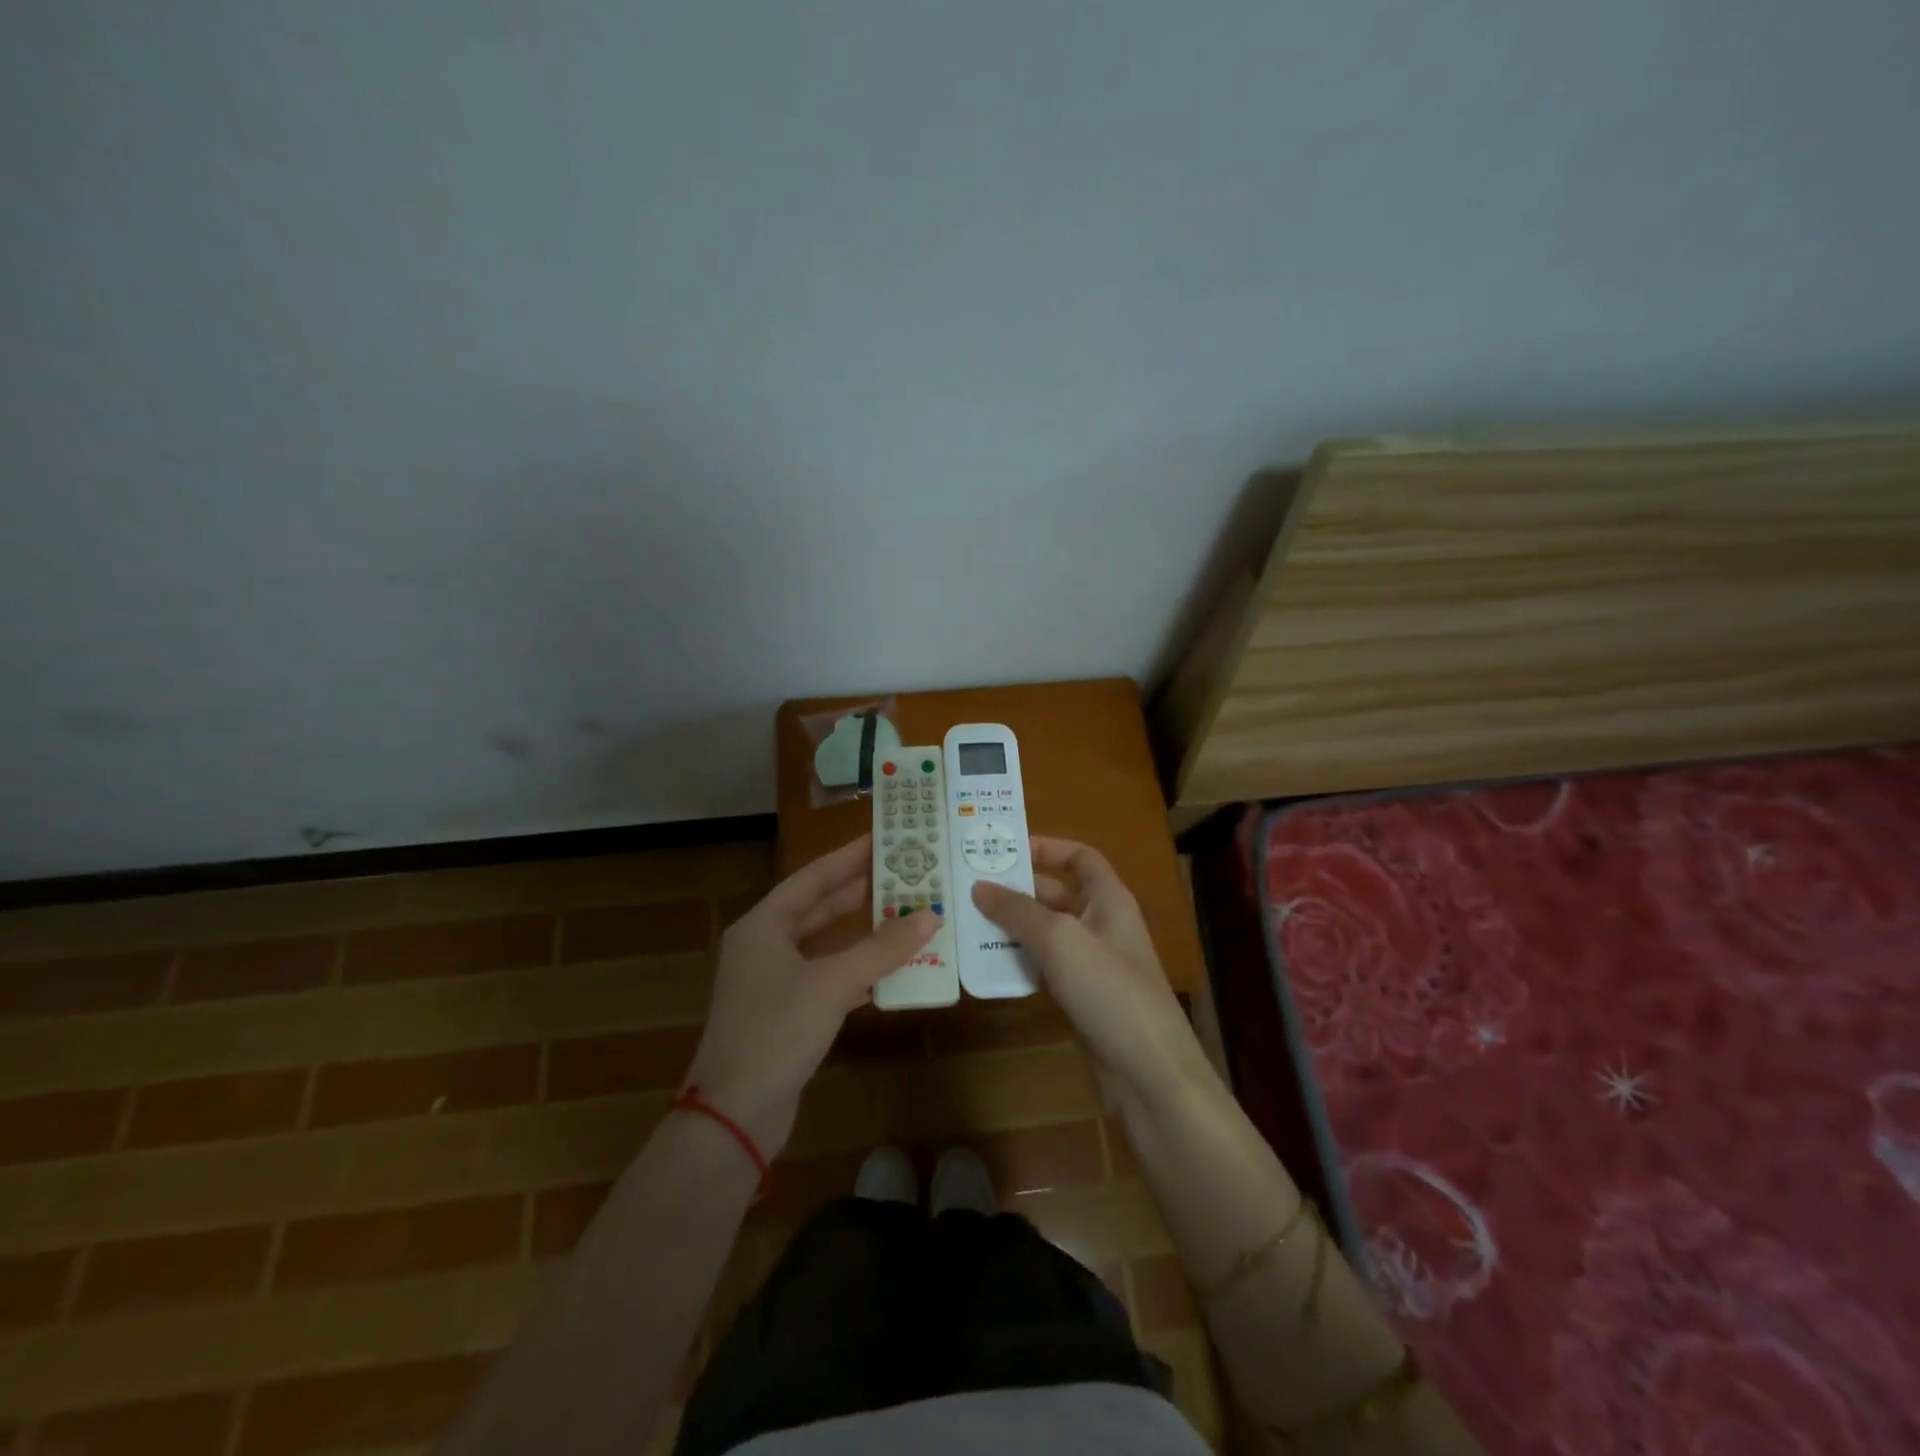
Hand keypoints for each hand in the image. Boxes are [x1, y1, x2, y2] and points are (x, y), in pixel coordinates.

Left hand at [685, 835, 936, 1153]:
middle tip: (904, 873)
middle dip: (860, 891)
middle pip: (819, 908)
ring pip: (826, 945)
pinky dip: (858, 970)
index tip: (883, 838)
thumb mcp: (833, 983)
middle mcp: (765, 946)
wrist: (734, 1115)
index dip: (848, 857)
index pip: (813, 878)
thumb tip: (931, 915)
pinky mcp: (788, 1014)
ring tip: (906, 912)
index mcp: (764, 925)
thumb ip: (882, 948)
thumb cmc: (776, 1031)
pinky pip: (829, 978)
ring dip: (863, 932)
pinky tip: (892, 967)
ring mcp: (775, 982)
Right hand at [973, 837, 1210, 1113]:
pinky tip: (989, 965)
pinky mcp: (1082, 997)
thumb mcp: (1060, 940)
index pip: (1080, 857)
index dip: (1047, 847)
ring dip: (1012, 927)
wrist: (1148, 1073)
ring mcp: (1093, 963)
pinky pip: (1045, 966)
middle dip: (1017, 889)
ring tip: (968, 922)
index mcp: (1109, 899)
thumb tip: (979, 887)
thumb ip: (1018, 910)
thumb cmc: (1109, 990)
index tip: (1004, 850)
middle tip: (969, 887)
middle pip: (1057, 893)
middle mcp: (1102, 924)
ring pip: (1047, 932)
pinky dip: (1020, 961)